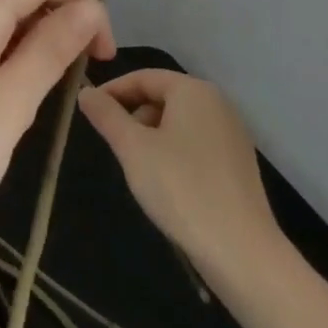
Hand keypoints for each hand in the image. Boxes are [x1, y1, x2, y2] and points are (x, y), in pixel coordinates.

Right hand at [78, 69, 293, 303]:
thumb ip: (106, 114)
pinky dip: (172, 151)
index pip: (143, 77)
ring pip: (177, 121)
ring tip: (135, 165)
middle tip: (111, 143)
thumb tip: (85, 91)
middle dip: (132, 114)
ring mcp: (232, 134)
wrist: (241, 251)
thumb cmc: (180, 188)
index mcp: (194, 91)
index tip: (89, 112)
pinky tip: (164, 181)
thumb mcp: (132, 148)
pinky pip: (194, 143)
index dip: (112, 90)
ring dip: (150, 135)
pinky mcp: (237, 163)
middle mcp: (218, 104)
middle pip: (162, 96)